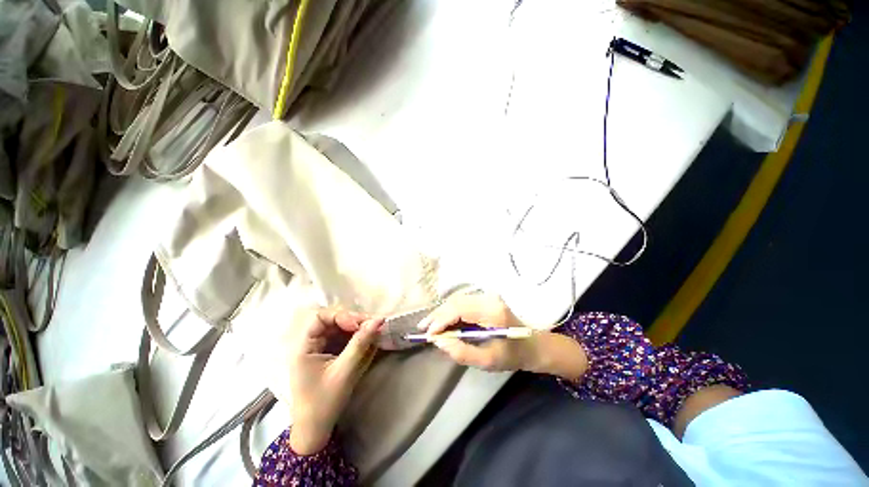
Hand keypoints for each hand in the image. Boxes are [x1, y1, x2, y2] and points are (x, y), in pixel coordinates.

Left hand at [285, 308, 383, 454]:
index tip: (358, 324)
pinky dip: (356, 337)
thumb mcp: (344, 372)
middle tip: (373, 325)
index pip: (320, 317)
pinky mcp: (329, 355)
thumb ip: (360, 343)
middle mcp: (310, 344)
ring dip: (357, 328)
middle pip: (332, 321)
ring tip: (374, 331)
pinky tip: (368, 339)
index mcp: (304, 347)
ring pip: (339, 329)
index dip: (341, 316)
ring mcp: (320, 349)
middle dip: (353, 320)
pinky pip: (343, 338)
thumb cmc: (324, 403)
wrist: (315, 431)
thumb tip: (379, 320)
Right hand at [417, 294, 535, 372]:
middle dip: (438, 315)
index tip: (428, 334)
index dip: (442, 320)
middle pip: (456, 301)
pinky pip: (462, 302)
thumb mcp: (488, 361)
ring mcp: (487, 296)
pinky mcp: (484, 298)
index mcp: (492, 311)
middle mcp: (489, 298)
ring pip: (457, 300)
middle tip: (423, 328)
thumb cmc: (512, 355)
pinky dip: (449, 312)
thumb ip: (461, 352)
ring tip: (429, 325)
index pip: (460, 309)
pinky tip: (442, 321)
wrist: (532, 345)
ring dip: (442, 312)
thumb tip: (438, 340)